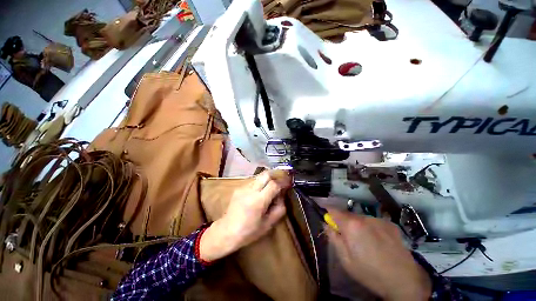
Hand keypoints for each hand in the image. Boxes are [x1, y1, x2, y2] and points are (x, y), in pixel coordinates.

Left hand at [200, 170, 291, 261]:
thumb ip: (279, 209)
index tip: (289, 183)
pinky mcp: (239, 188)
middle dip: (276, 174)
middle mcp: (250, 190)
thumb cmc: (248, 232)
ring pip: (259, 176)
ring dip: (268, 179)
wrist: (226, 231)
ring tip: (271, 187)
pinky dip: (260, 183)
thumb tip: (282, 196)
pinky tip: (260, 192)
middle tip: (281, 180)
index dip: (283, 182)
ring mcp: (243, 187)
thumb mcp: (268, 224)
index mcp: (258, 201)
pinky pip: (253, 181)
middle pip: (266, 174)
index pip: (274, 184)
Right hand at [326, 209, 431, 300]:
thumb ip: (333, 238)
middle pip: (347, 214)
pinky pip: (373, 221)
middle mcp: (364, 217)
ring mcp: (378, 220)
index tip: (329, 221)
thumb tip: (326, 224)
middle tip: (348, 238)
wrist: (404, 281)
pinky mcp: (390, 224)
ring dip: (357, 225)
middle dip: (344, 222)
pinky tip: (378, 241)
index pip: (333, 210)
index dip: (328, 214)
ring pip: (360, 217)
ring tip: (365, 242)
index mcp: (351, 225)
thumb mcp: (345, 259)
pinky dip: (370, 227)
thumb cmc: (369, 272)